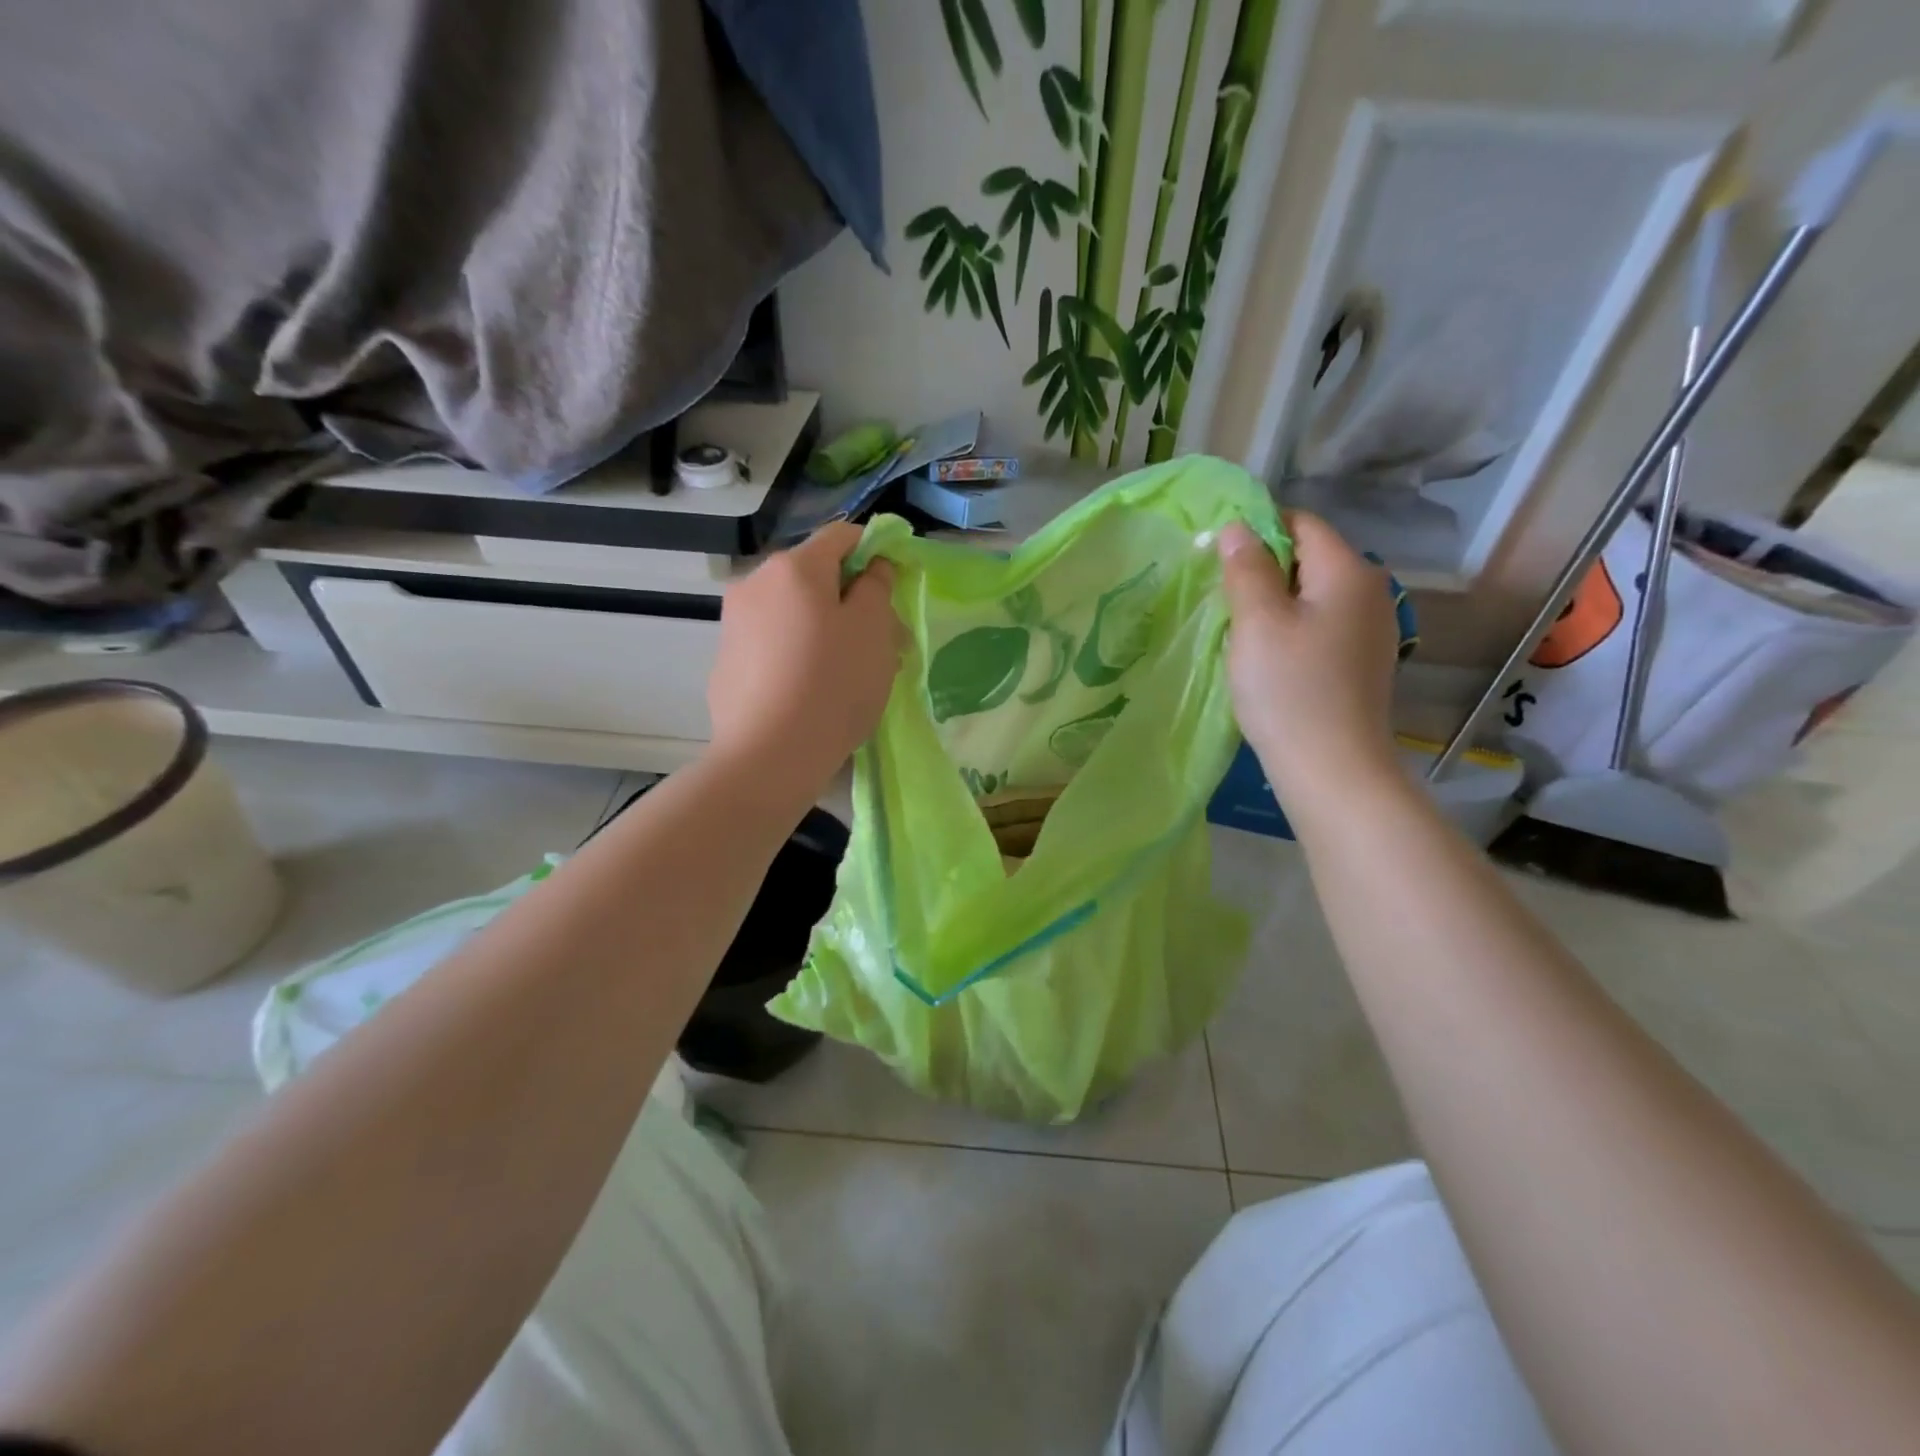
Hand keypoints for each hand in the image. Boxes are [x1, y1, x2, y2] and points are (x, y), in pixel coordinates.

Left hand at [707, 521, 901, 795]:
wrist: (769, 755)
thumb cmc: (833, 685)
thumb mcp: (874, 630)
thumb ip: (877, 586)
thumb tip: (871, 568)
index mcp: (795, 567)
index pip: (842, 536)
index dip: (875, 551)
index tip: (895, 585)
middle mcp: (755, 582)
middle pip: (815, 576)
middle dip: (850, 598)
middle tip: (881, 640)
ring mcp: (734, 622)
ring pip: (793, 610)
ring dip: (824, 626)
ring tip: (848, 670)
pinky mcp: (726, 660)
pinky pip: (773, 641)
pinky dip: (797, 650)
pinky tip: (810, 688)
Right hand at [1218, 512, 1400, 809]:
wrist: (1332, 768)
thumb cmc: (1289, 688)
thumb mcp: (1257, 621)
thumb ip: (1246, 568)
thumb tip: (1238, 527)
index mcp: (1348, 570)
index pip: (1301, 523)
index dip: (1257, 530)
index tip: (1218, 560)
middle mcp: (1370, 591)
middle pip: (1309, 558)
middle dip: (1263, 569)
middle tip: (1222, 599)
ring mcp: (1371, 629)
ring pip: (1312, 595)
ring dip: (1274, 603)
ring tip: (1240, 631)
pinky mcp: (1362, 662)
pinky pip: (1320, 626)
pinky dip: (1291, 629)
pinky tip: (1268, 658)